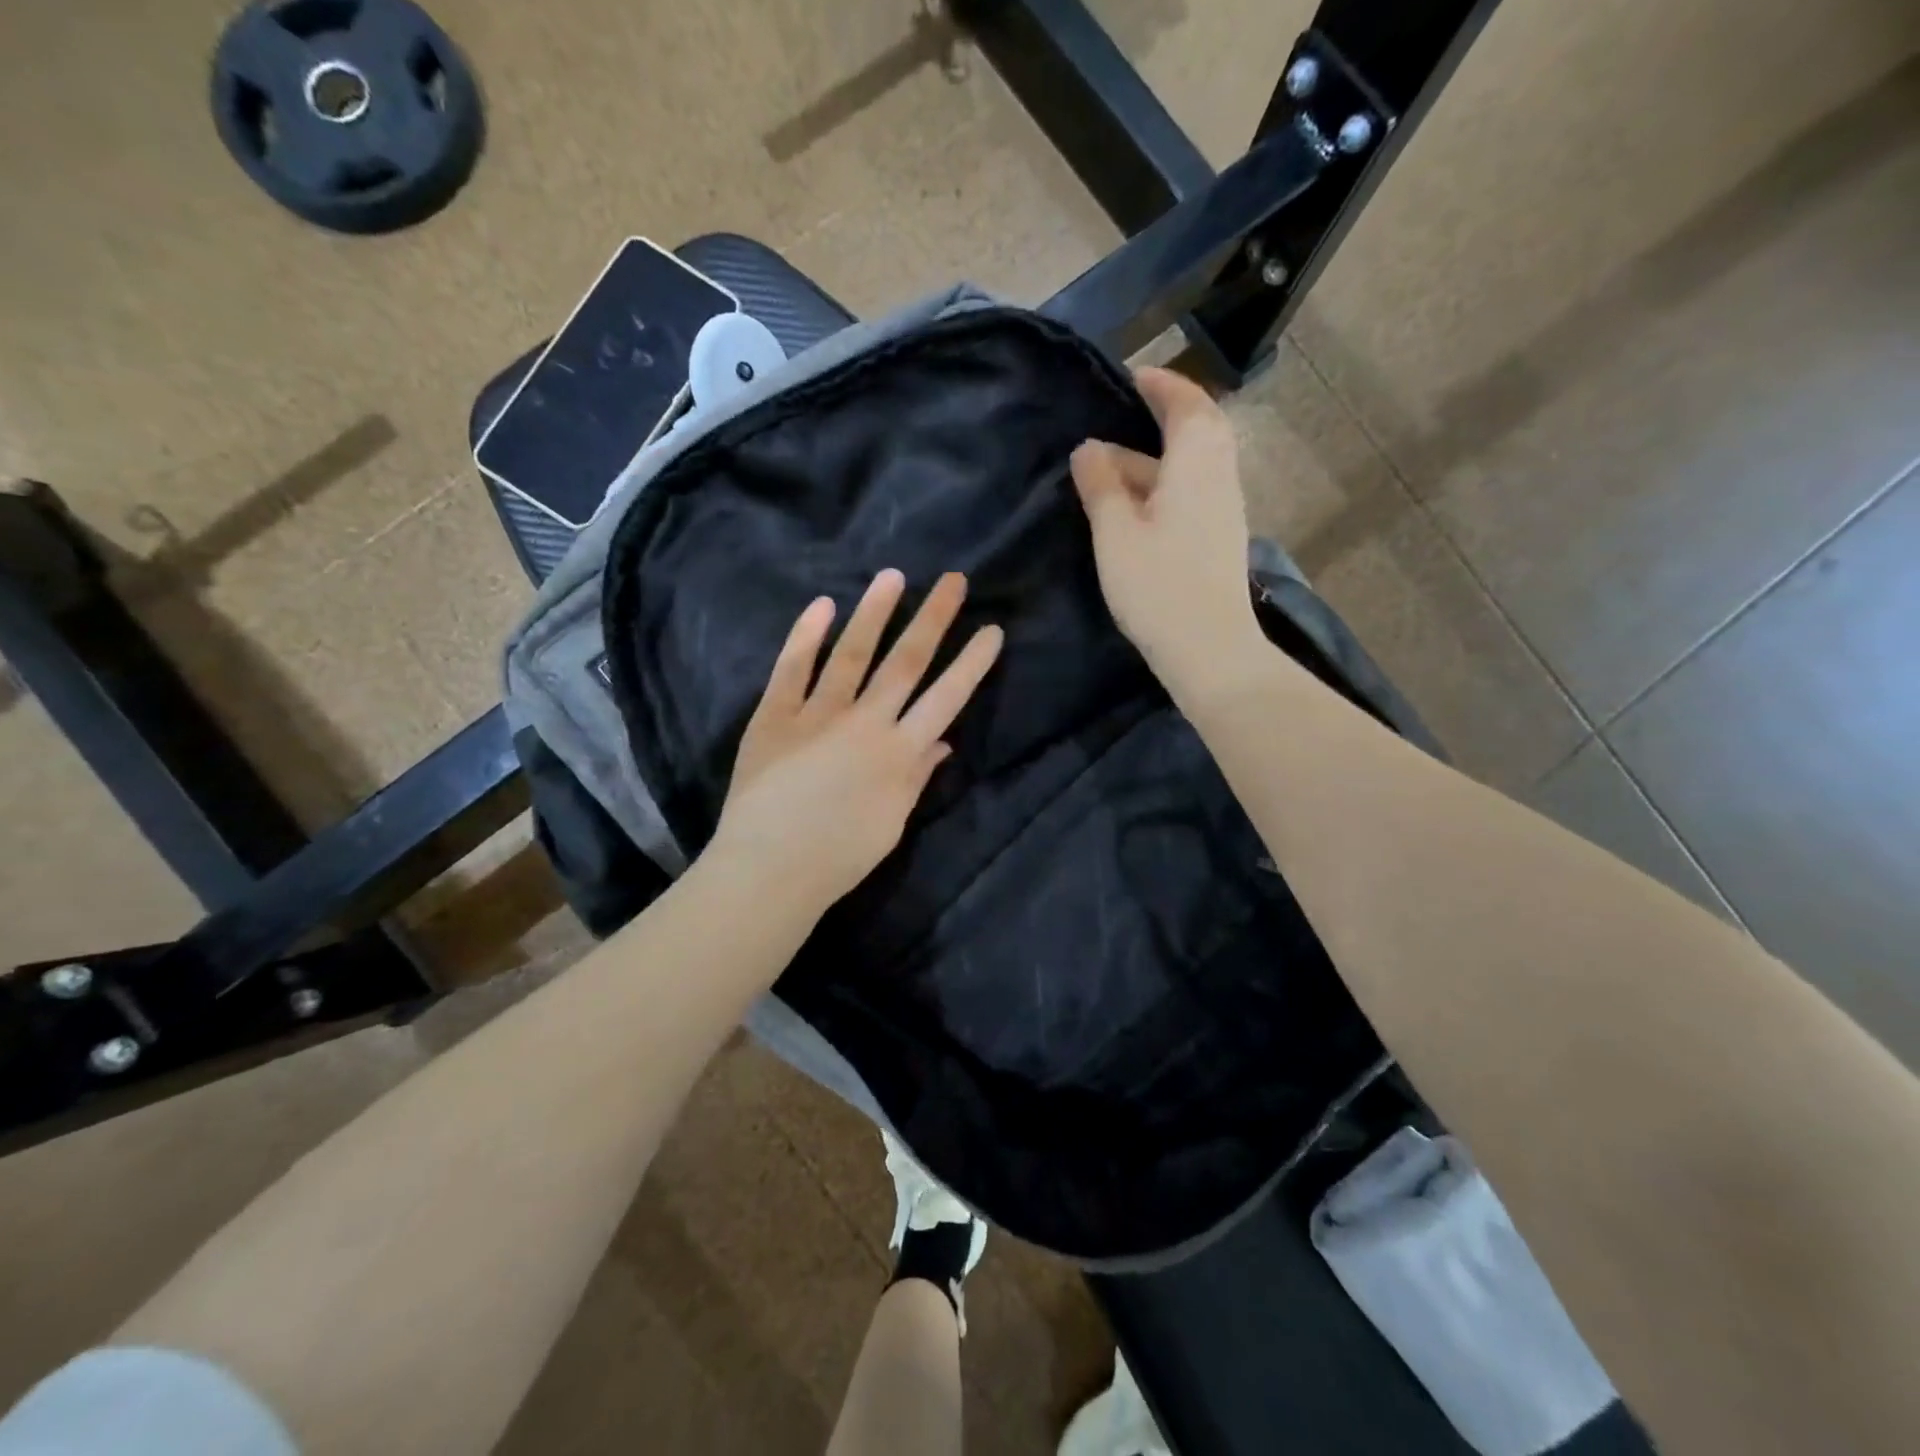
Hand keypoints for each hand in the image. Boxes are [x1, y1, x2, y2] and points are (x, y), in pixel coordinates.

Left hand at [710, 569, 1003, 915]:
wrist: (769, 870)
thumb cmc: (839, 858)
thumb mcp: (891, 822)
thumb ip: (916, 777)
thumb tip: (942, 741)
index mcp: (898, 753)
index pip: (945, 698)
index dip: (971, 664)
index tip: (991, 630)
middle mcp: (865, 723)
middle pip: (905, 662)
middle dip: (933, 619)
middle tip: (952, 580)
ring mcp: (817, 715)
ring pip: (852, 654)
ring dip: (874, 613)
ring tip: (892, 576)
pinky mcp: (775, 717)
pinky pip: (791, 670)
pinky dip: (806, 636)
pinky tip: (822, 605)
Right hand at [1070, 367, 1263, 691]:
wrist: (1209, 649)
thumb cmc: (1158, 586)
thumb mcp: (1115, 533)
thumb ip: (1100, 485)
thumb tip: (1088, 449)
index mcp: (1196, 464)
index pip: (1185, 404)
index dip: (1160, 385)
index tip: (1130, 377)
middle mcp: (1219, 477)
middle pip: (1200, 429)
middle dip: (1166, 414)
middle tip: (1127, 412)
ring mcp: (1224, 509)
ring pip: (1194, 464)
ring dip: (1158, 455)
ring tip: (1113, 464)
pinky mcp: (1219, 538)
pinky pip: (1194, 490)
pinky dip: (1166, 482)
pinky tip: (1135, 503)